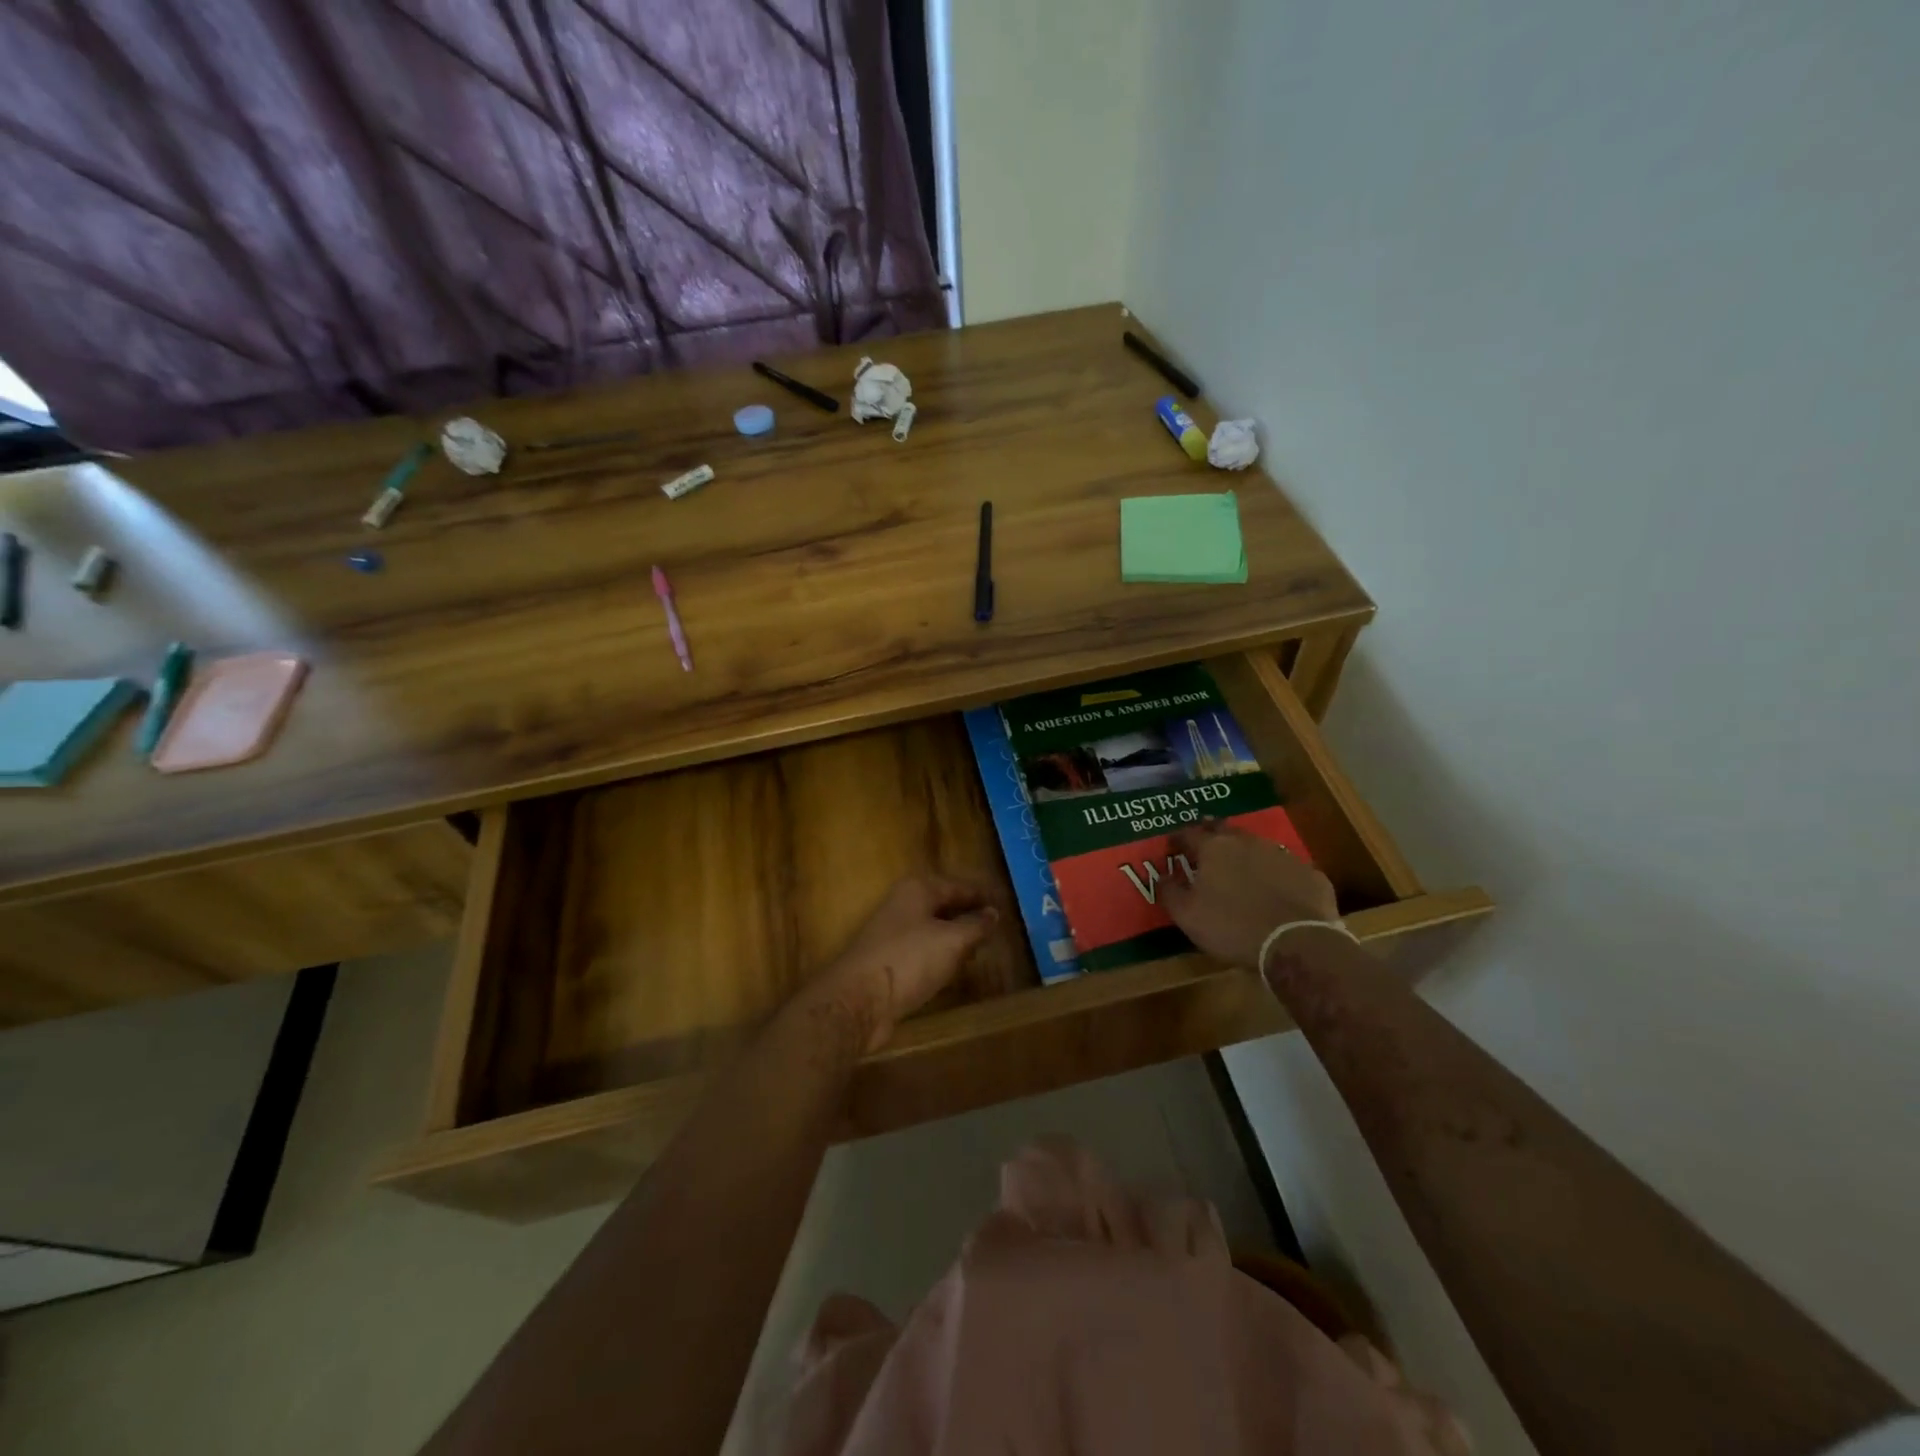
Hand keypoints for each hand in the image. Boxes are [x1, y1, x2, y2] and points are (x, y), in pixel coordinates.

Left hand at [808, 876, 997, 1052]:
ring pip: (933, 928)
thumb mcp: (952, 940)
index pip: (960, 886)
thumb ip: (976, 925)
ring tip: (983, 946)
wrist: (859, 999)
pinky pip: (923, 950)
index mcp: (918, 889)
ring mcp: (894, 933)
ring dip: (956, 936)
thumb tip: (993, 913)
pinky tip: (955, 967)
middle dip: (970, 914)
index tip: (1007, 903)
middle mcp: (904, 905)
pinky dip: (942, 955)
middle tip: (999, 926)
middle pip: (944, 904)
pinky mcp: (889, 960)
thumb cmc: (909, 959)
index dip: (984, 895)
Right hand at [1160, 820, 1338, 968]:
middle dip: (1212, 837)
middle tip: (1205, 851)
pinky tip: (1277, 893)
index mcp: (1214, 848)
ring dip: (1246, 855)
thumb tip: (1161, 875)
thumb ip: (1169, 891)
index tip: (1172, 848)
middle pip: (1224, 831)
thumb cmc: (1232, 927)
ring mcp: (1282, 855)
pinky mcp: (1309, 873)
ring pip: (1257, 847)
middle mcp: (1247, 842)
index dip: (1177, 839)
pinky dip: (1276, 876)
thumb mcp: (1187, 915)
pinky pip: (1286, 869)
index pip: (1188, 833)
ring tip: (1241, 872)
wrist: (1297, 943)